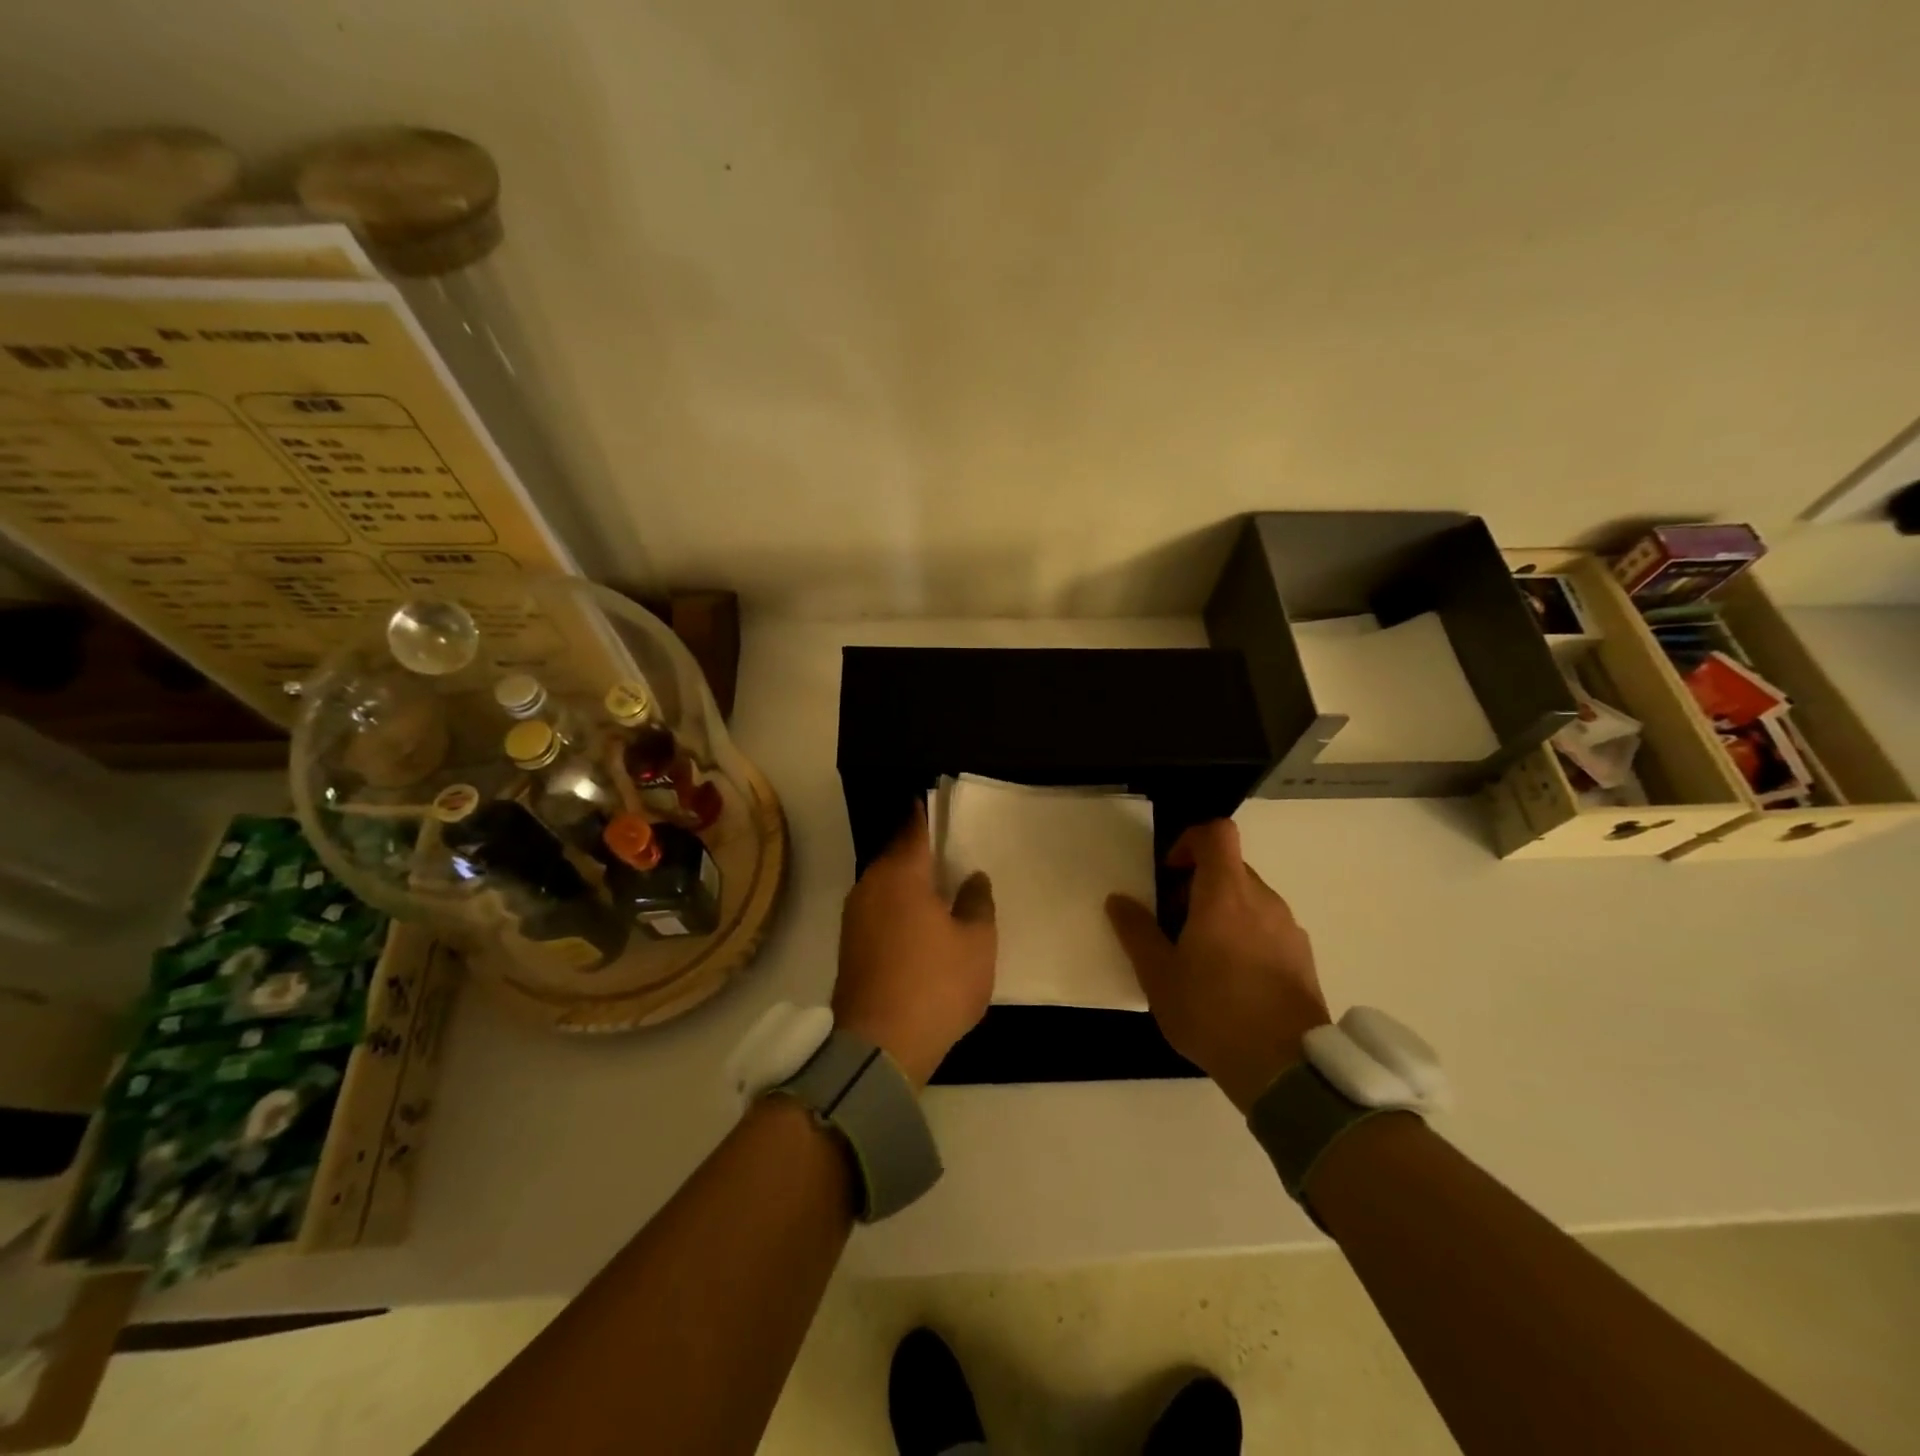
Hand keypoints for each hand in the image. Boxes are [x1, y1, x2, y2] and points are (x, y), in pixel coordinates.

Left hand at [834, 808, 996, 1088]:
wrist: (878, 1046)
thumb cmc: (935, 984)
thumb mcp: (976, 943)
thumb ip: (978, 903)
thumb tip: (972, 877)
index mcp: (900, 874)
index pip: (914, 829)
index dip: (927, 815)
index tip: (939, 804)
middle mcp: (870, 886)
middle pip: (896, 856)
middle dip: (919, 853)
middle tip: (950, 852)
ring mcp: (855, 917)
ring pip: (886, 885)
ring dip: (908, 883)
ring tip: (939, 888)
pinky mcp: (850, 946)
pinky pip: (879, 910)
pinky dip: (898, 908)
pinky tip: (919, 923)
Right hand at [1105, 819, 1329, 1113]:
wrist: (1286, 1070)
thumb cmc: (1213, 1013)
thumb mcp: (1158, 975)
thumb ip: (1136, 931)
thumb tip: (1119, 900)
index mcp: (1225, 894)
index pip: (1216, 833)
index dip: (1189, 841)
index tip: (1169, 874)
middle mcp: (1263, 900)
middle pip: (1229, 867)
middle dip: (1197, 884)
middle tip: (1173, 924)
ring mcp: (1288, 928)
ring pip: (1249, 899)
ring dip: (1221, 911)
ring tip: (1201, 957)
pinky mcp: (1303, 957)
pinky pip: (1268, 927)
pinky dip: (1245, 935)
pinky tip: (1232, 981)